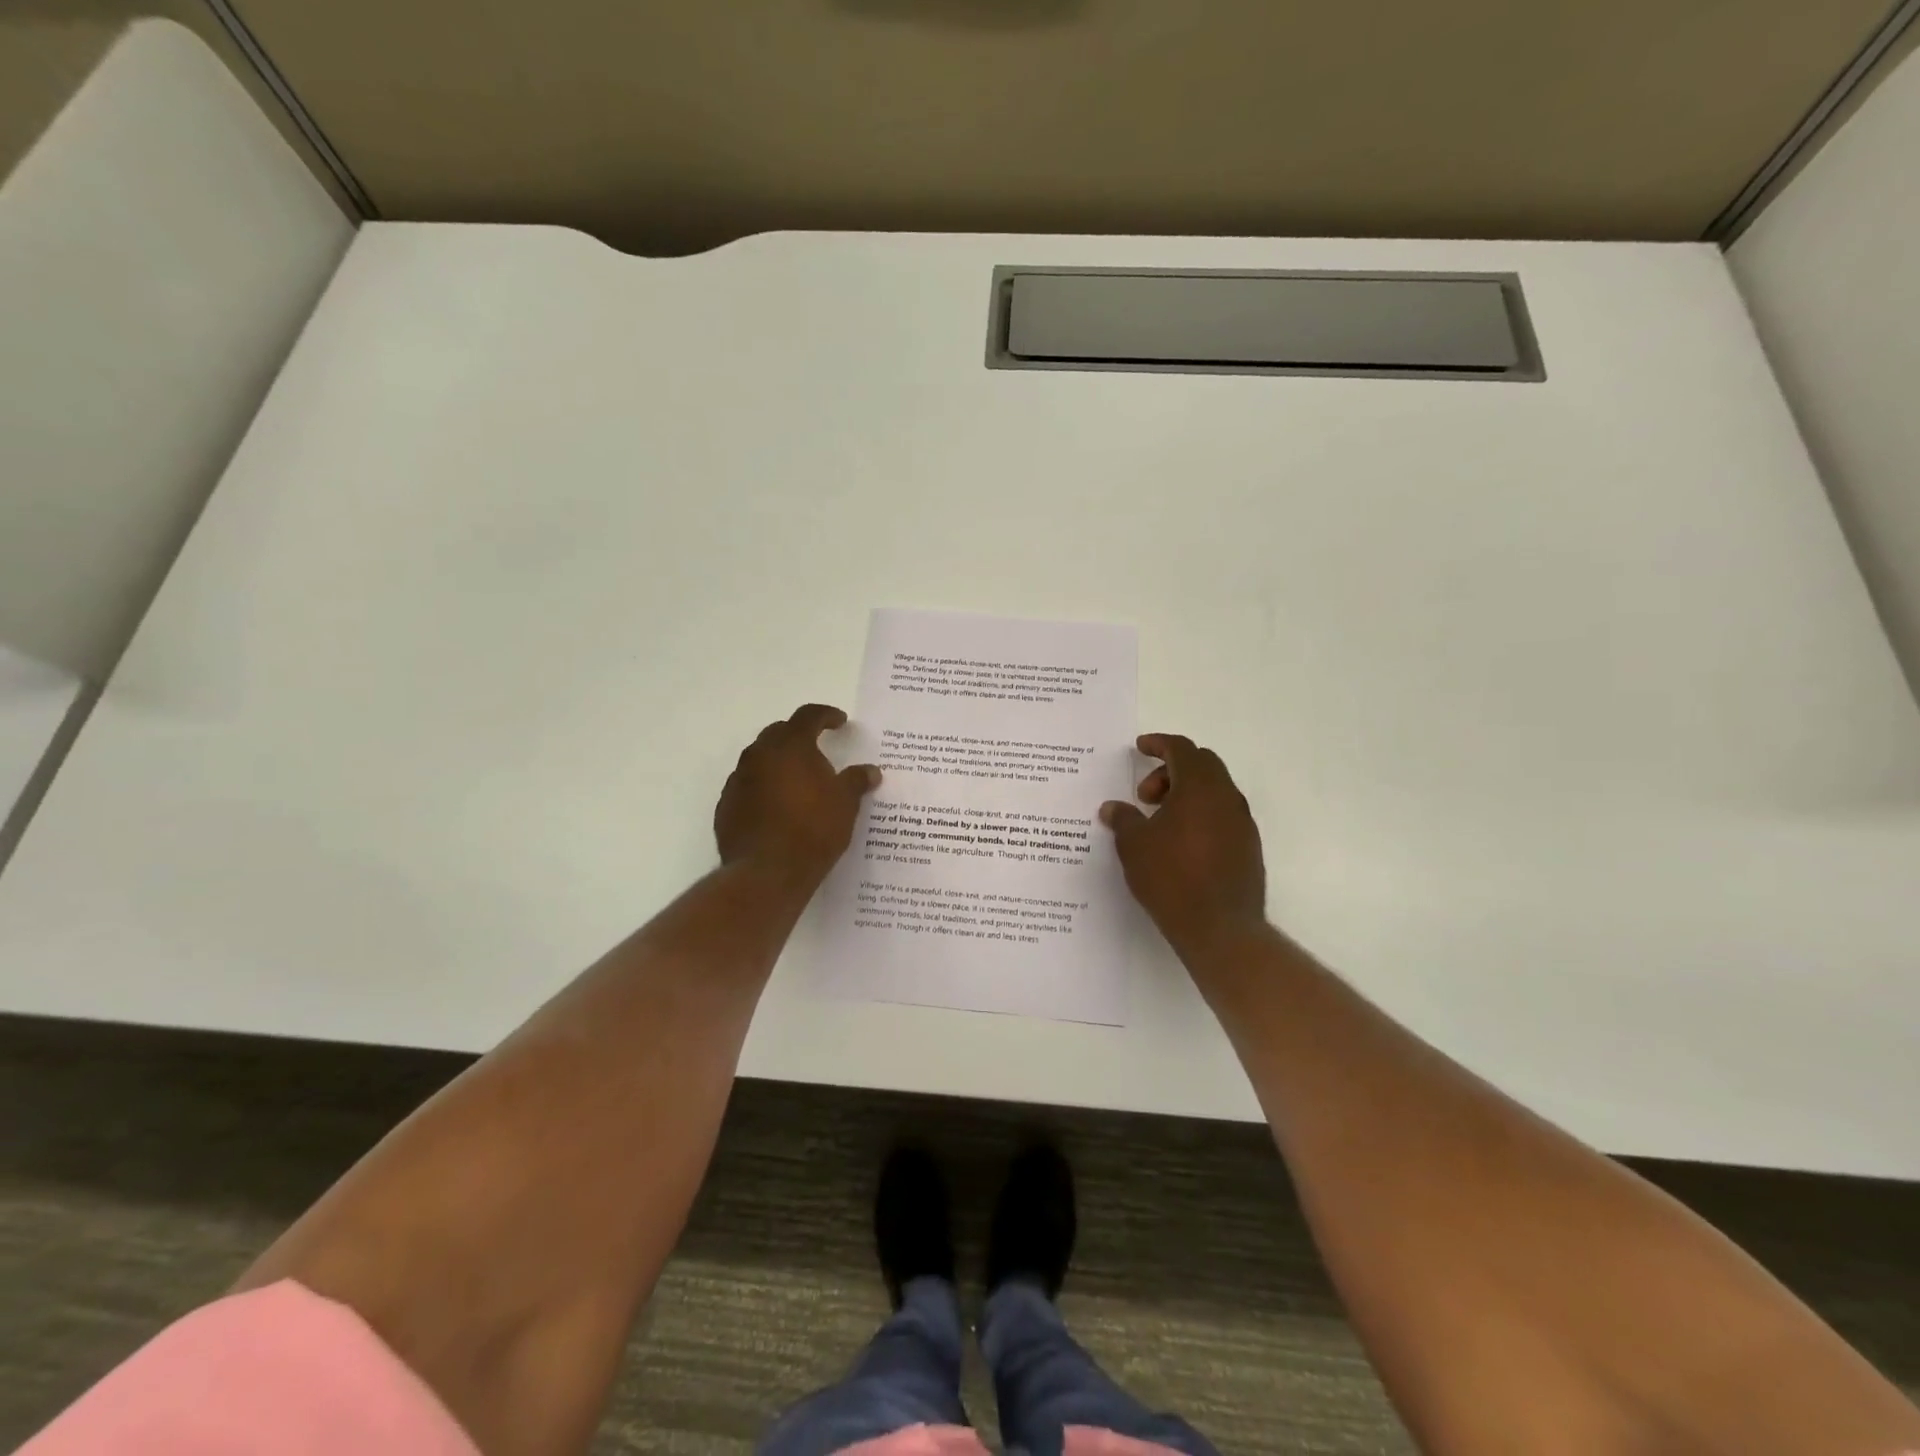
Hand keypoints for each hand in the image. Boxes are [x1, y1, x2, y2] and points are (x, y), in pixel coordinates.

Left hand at [715, 704, 880, 887]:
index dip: (826, 715)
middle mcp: (759, 755)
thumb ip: (857, 781)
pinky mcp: (726, 806)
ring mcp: (738, 780)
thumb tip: (871, 771)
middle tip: (818, 748)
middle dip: (799, 736)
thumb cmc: (813, 830)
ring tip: (798, 781)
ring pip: (760, 759)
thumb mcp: (845, 803)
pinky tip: (778, 807)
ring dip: (779, 763)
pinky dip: (764, 788)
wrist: (767, 873)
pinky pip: (748, 786)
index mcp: (791, 746)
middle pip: (779, 733)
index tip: (840, 722)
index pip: (808, 715)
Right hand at [1100, 734, 1266, 953]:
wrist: (1219, 928)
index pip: (1182, 749)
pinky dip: (1200, 814)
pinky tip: (1180, 842)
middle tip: (1144, 795)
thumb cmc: (1171, 878)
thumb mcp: (1134, 845)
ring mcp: (1242, 822)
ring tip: (1159, 821)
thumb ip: (1123, 819)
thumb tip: (1112, 807)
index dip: (1159, 743)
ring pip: (1214, 790)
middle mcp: (1227, 797)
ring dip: (1186, 794)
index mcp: (1200, 787)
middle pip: (1202, 765)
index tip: (1140, 748)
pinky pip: (1222, 815)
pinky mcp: (1248, 846)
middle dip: (1170, 770)